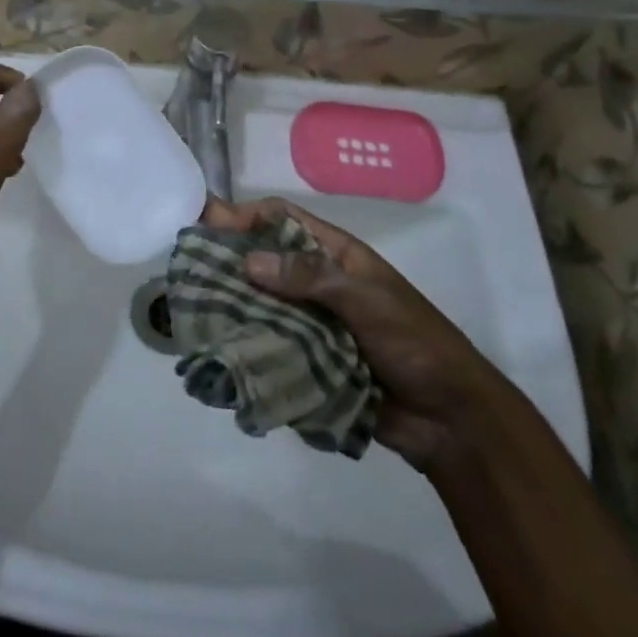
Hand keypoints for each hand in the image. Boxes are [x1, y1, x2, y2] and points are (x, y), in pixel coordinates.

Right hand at [203, 197, 501, 472]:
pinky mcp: (307, 360)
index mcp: (335, 256)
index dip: (246, 216)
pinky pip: (269, 344)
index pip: (282, 220)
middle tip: (187, 269)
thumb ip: (310, 277)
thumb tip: (247, 260)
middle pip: (263, 261)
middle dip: (228, 261)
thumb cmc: (415, 343)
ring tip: (193, 309)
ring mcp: (311, 322)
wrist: (450, 420)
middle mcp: (317, 283)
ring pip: (261, 303)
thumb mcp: (367, 300)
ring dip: (232, 304)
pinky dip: (245, 343)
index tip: (209, 225)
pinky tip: (218, 348)